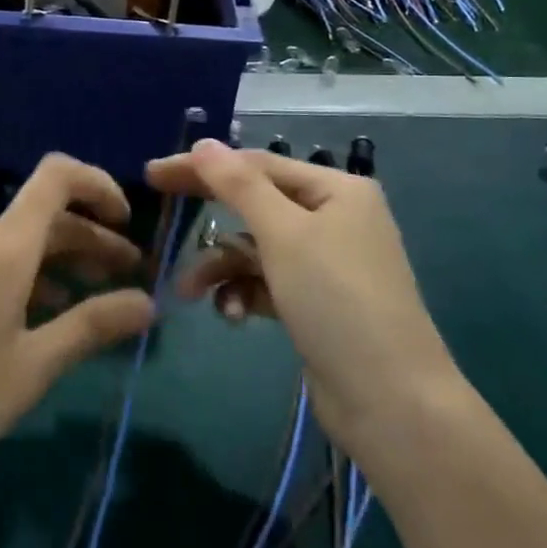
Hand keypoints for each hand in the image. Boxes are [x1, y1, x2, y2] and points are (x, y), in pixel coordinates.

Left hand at [0, 154, 155, 495]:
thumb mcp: (32, 366)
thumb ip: (92, 327)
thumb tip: (147, 304)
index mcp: (4, 243)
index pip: (58, 175)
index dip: (100, 185)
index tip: (128, 224)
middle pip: (46, 214)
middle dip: (93, 239)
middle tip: (131, 278)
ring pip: (21, 240)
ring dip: (63, 262)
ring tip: (95, 302)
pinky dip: (29, 275)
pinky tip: (43, 317)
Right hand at [146, 139, 455, 450]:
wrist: (392, 403)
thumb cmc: (337, 301)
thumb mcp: (283, 234)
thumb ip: (238, 186)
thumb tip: (203, 143)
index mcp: (335, 190)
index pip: (256, 165)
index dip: (203, 167)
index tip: (154, 174)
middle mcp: (333, 217)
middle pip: (255, 204)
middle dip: (210, 218)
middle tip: (161, 212)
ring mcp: (326, 262)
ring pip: (256, 248)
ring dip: (222, 267)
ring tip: (192, 293)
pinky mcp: (315, 302)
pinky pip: (267, 282)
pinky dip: (245, 293)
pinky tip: (234, 316)